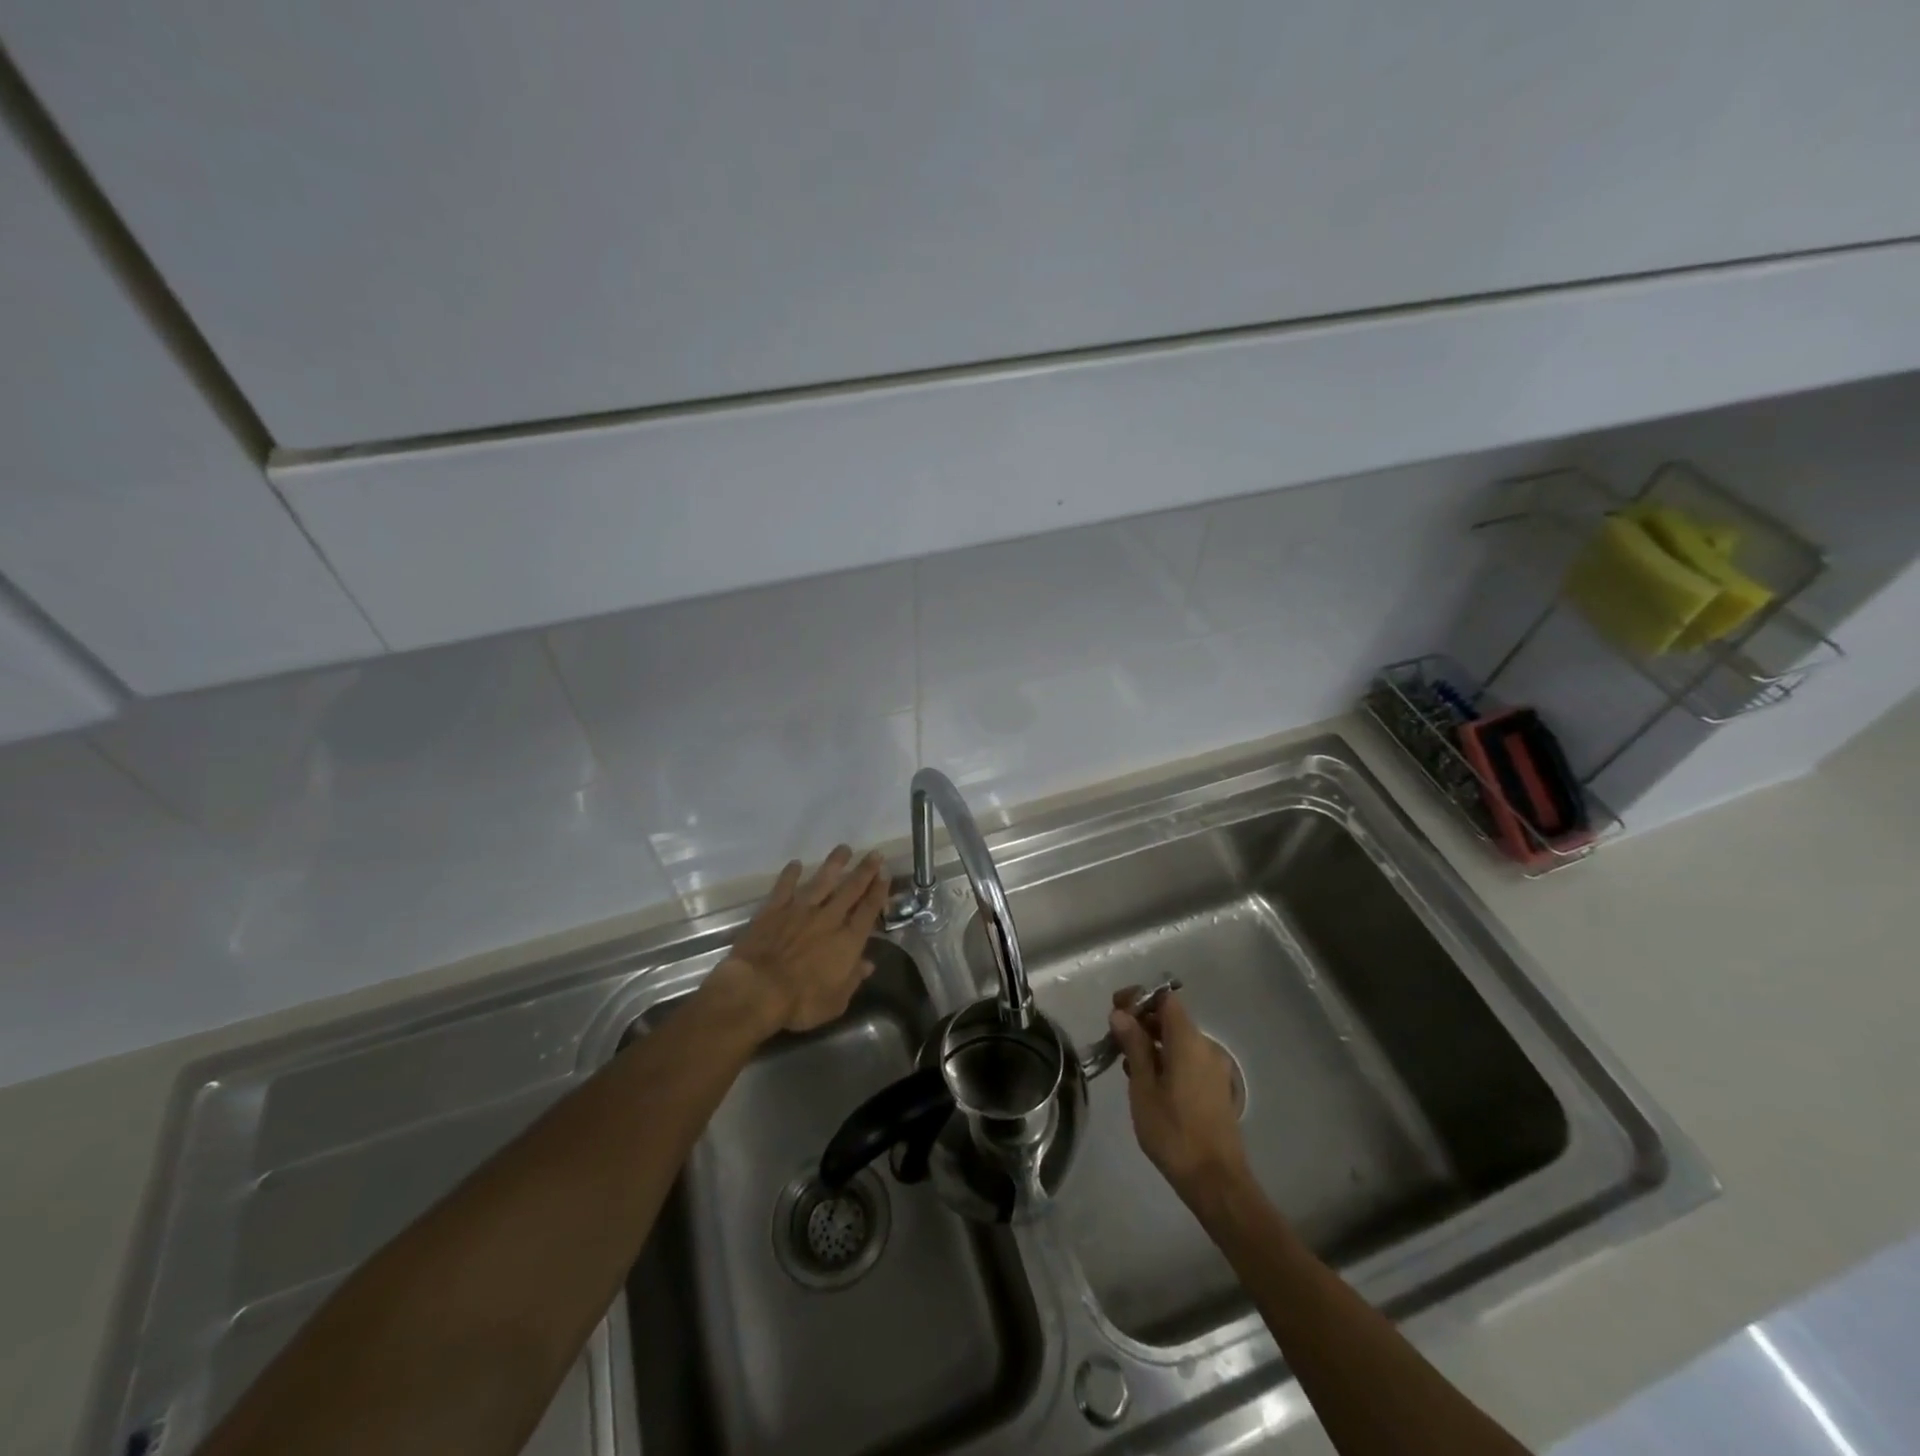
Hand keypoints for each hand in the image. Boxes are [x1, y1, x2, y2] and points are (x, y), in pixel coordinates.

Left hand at [705, 847, 889, 1036]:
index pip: (868, 910)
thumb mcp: (836, 1001)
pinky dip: (790, 875)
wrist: (757, 990)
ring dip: (834, 864)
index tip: (885, 874)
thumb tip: (868, 964)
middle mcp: (828, 918)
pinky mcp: (773, 910)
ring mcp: (800, 911)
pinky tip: (796, 864)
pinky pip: (784, 888)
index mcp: (847, 941)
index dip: (879, 891)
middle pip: (850, 889)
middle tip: (874, 854)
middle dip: (864, 871)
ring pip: (821, 881)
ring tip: (844, 849)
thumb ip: (853, 979)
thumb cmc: (801, 1002)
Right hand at [1108, 988, 1248, 1203]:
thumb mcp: (1143, 1087)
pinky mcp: (1216, 1088)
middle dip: (1142, 1021)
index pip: (1165, 998)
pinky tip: (1148, 1081)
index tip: (1116, 1010)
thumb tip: (1121, 1014)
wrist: (1216, 1181)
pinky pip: (1188, 1059)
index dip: (1139, 997)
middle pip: (1172, 1018)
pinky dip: (1167, 1059)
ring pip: (1179, 1040)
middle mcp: (1206, 1047)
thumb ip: (1134, 1046)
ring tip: (1126, 1062)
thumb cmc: (1173, 1132)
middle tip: (1115, 1038)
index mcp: (1188, 1041)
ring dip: (1153, 1042)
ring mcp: (1214, 1069)